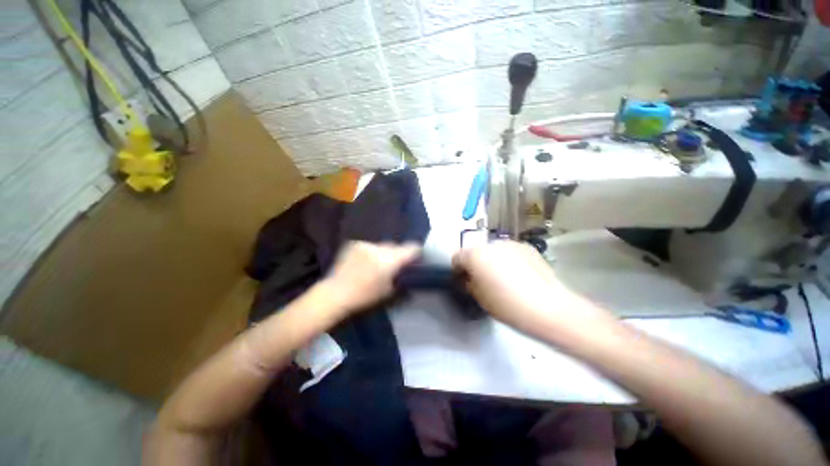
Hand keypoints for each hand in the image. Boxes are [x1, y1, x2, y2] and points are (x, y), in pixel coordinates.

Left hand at [324, 241, 420, 313]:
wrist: (335, 293)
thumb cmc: (365, 296)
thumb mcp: (389, 290)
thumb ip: (401, 276)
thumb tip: (408, 269)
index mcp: (389, 260)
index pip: (410, 248)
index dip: (416, 251)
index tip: (417, 255)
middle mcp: (379, 248)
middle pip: (395, 245)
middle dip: (398, 253)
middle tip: (395, 263)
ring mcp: (366, 244)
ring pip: (382, 245)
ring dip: (383, 252)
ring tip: (377, 263)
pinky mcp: (354, 243)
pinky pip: (369, 246)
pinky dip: (371, 251)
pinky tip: (365, 261)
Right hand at [452, 241, 613, 339]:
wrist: (547, 307)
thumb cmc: (506, 304)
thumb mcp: (478, 297)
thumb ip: (468, 283)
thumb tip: (468, 278)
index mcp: (474, 255)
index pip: (457, 257)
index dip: (457, 269)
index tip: (463, 281)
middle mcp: (490, 243)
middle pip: (475, 252)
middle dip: (475, 264)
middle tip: (483, 280)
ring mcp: (510, 243)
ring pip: (493, 250)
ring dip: (492, 260)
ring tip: (503, 277)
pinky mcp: (526, 247)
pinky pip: (509, 251)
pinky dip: (508, 259)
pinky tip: (518, 274)